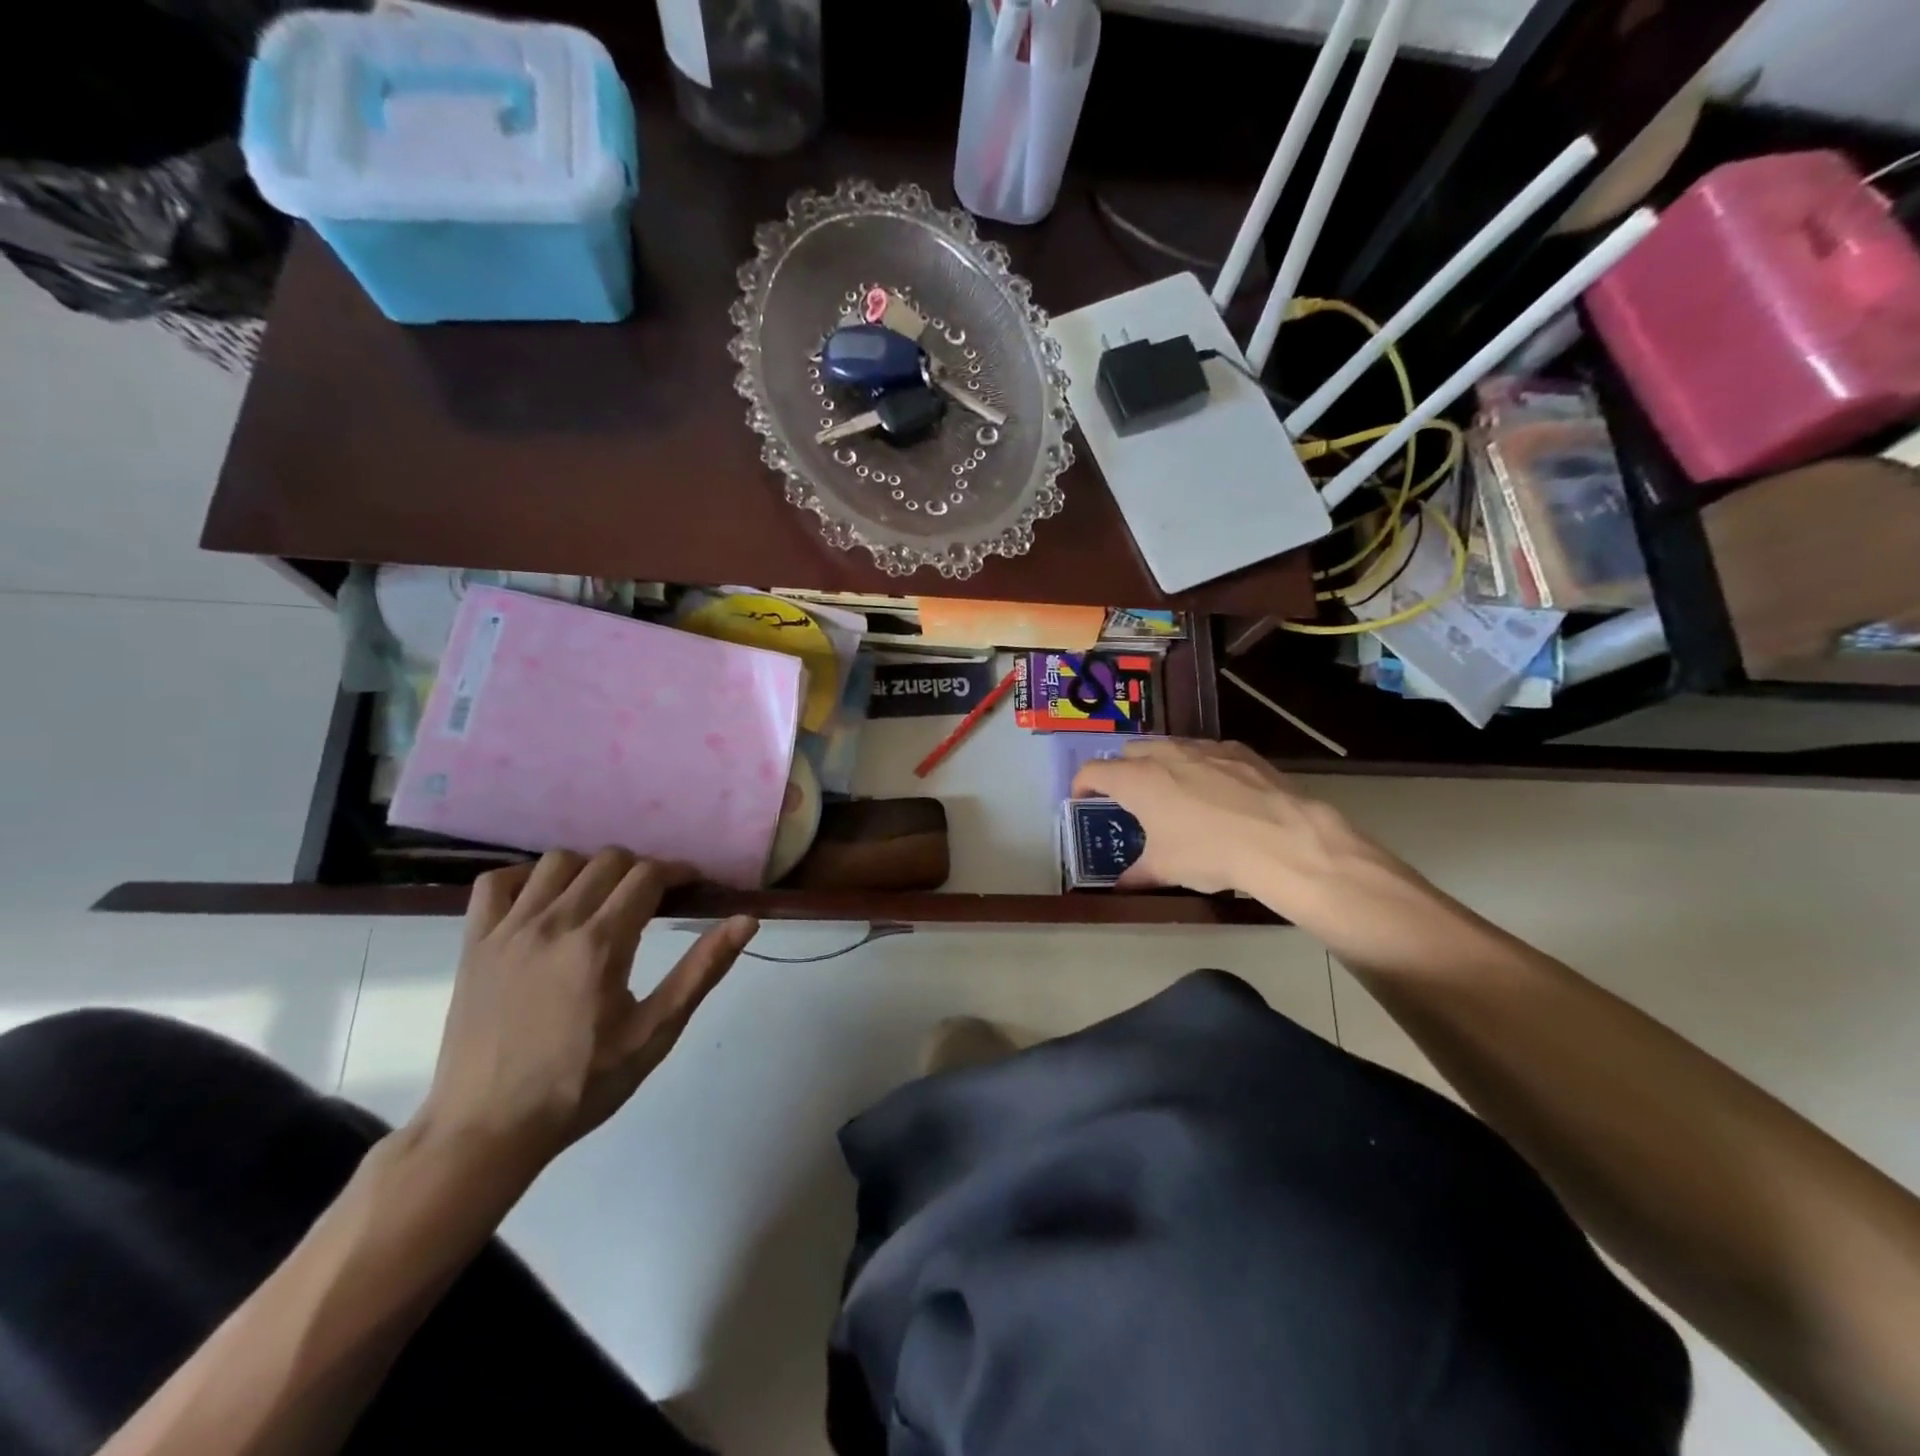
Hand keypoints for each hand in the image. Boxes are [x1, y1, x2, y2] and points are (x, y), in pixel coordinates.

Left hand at [412, 849, 757, 1181]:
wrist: (487, 1130)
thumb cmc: (581, 1085)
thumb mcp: (654, 1034)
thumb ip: (702, 970)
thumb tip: (747, 920)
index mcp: (601, 944)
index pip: (648, 876)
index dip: (677, 872)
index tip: (692, 887)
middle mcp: (554, 923)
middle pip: (608, 860)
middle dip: (641, 870)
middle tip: (652, 900)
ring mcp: (508, 930)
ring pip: (557, 862)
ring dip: (590, 869)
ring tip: (601, 899)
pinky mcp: (474, 944)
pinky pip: (495, 882)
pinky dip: (525, 877)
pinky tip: (543, 901)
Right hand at [1072, 739, 1383, 903]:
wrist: (1281, 839)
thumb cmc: (1209, 853)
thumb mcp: (1166, 869)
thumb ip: (1137, 874)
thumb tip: (1121, 887)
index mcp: (1137, 780)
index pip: (1093, 771)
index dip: (1082, 784)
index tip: (1082, 798)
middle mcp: (1165, 754)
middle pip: (1129, 752)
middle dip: (1122, 770)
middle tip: (1128, 797)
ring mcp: (1203, 748)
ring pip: (1169, 746)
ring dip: (1160, 764)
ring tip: (1170, 791)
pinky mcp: (1238, 750)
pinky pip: (1206, 751)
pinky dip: (1199, 765)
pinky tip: (1215, 790)